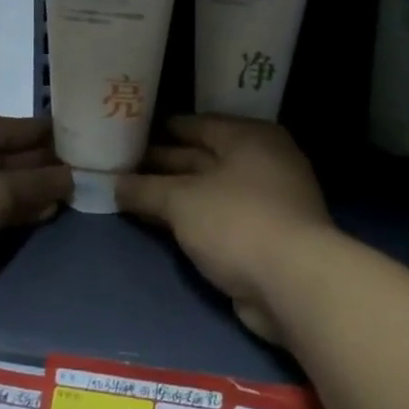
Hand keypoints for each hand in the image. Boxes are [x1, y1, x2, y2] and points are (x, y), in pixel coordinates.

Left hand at [0, 111, 70, 313]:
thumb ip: (36, 183)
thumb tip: (70, 177)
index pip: (2, 125)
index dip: (40, 134)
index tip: (75, 137)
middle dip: (33, 165)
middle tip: (75, 171)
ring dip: (21, 191)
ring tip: (62, 196)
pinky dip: (0, 208)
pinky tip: (34, 214)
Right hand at [116, 116, 334, 345]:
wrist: (292, 283)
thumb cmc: (238, 223)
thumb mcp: (182, 200)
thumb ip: (146, 189)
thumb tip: (116, 185)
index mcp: (249, 138)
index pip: (196, 124)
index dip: (160, 129)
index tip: (128, 135)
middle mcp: (261, 162)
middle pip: (202, 157)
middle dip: (162, 163)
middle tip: (120, 167)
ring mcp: (265, 202)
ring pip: (207, 191)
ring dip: (172, 195)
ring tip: (130, 195)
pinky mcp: (263, 237)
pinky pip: (216, 218)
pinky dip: (189, 219)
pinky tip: (159, 224)